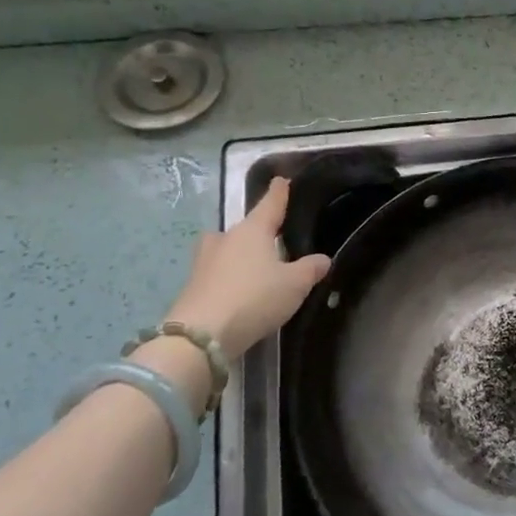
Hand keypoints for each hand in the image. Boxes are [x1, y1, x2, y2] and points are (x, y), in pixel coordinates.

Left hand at [167, 180, 329, 356]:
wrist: (201, 335)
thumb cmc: (254, 298)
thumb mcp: (295, 284)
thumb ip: (311, 269)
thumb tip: (322, 259)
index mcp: (252, 230)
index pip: (270, 204)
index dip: (279, 193)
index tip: (282, 180)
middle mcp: (225, 239)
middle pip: (245, 228)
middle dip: (258, 232)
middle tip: (276, 241)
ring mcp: (204, 261)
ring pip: (227, 250)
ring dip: (240, 254)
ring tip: (257, 267)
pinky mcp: (193, 285)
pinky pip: (218, 272)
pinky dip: (230, 277)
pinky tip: (241, 290)